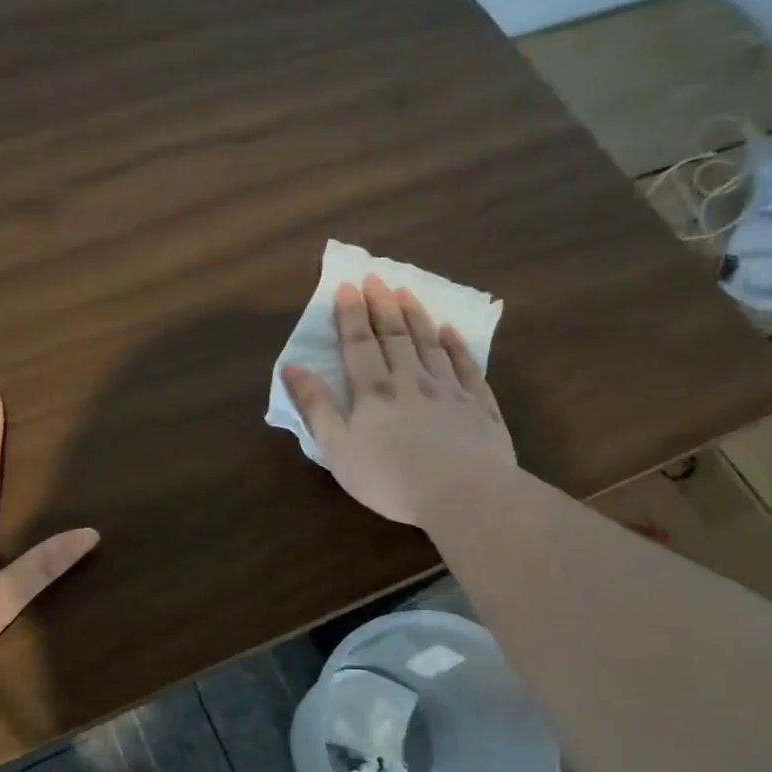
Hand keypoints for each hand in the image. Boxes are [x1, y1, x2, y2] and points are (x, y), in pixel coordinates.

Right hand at [281, 276, 514, 526]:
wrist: (462, 493)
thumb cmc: (389, 477)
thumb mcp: (337, 448)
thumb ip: (316, 406)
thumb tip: (291, 367)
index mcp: (374, 393)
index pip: (358, 345)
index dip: (350, 315)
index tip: (347, 286)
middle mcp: (411, 381)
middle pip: (394, 337)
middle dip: (382, 307)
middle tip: (376, 278)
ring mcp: (449, 391)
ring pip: (430, 345)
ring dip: (416, 318)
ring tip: (407, 292)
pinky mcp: (480, 407)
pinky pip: (467, 368)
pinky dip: (458, 347)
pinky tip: (452, 331)